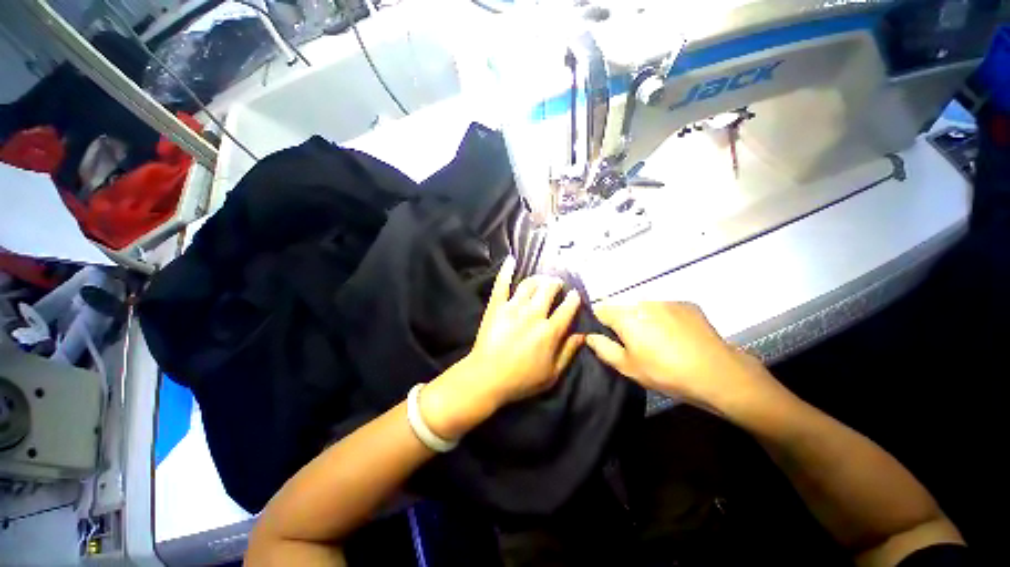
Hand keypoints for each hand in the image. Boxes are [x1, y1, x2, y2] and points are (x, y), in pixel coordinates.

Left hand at [467, 256, 583, 403]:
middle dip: (556, 283)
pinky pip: (502, 284)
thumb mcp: (552, 374)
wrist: (487, 378)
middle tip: (557, 284)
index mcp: (550, 331)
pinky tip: (511, 260)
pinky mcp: (496, 306)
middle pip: (549, 290)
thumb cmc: (521, 380)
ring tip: (541, 279)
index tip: (575, 294)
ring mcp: (513, 308)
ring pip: (529, 284)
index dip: (574, 299)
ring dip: (538, 278)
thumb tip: (582, 335)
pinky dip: (506, 270)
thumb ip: (568, 352)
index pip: (567, 308)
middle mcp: (534, 314)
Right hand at [585, 302, 774, 410]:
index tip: (607, 336)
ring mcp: (667, 301)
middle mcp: (643, 302)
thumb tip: (589, 336)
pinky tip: (676, 335)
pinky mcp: (687, 304)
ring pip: (644, 307)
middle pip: (623, 307)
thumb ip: (604, 349)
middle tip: (634, 343)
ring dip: (643, 318)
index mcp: (626, 316)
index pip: (600, 309)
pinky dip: (663, 318)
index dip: (600, 322)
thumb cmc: (666, 372)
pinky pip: (665, 308)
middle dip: (623, 321)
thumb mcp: (628, 367)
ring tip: (657, 339)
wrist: (718, 373)